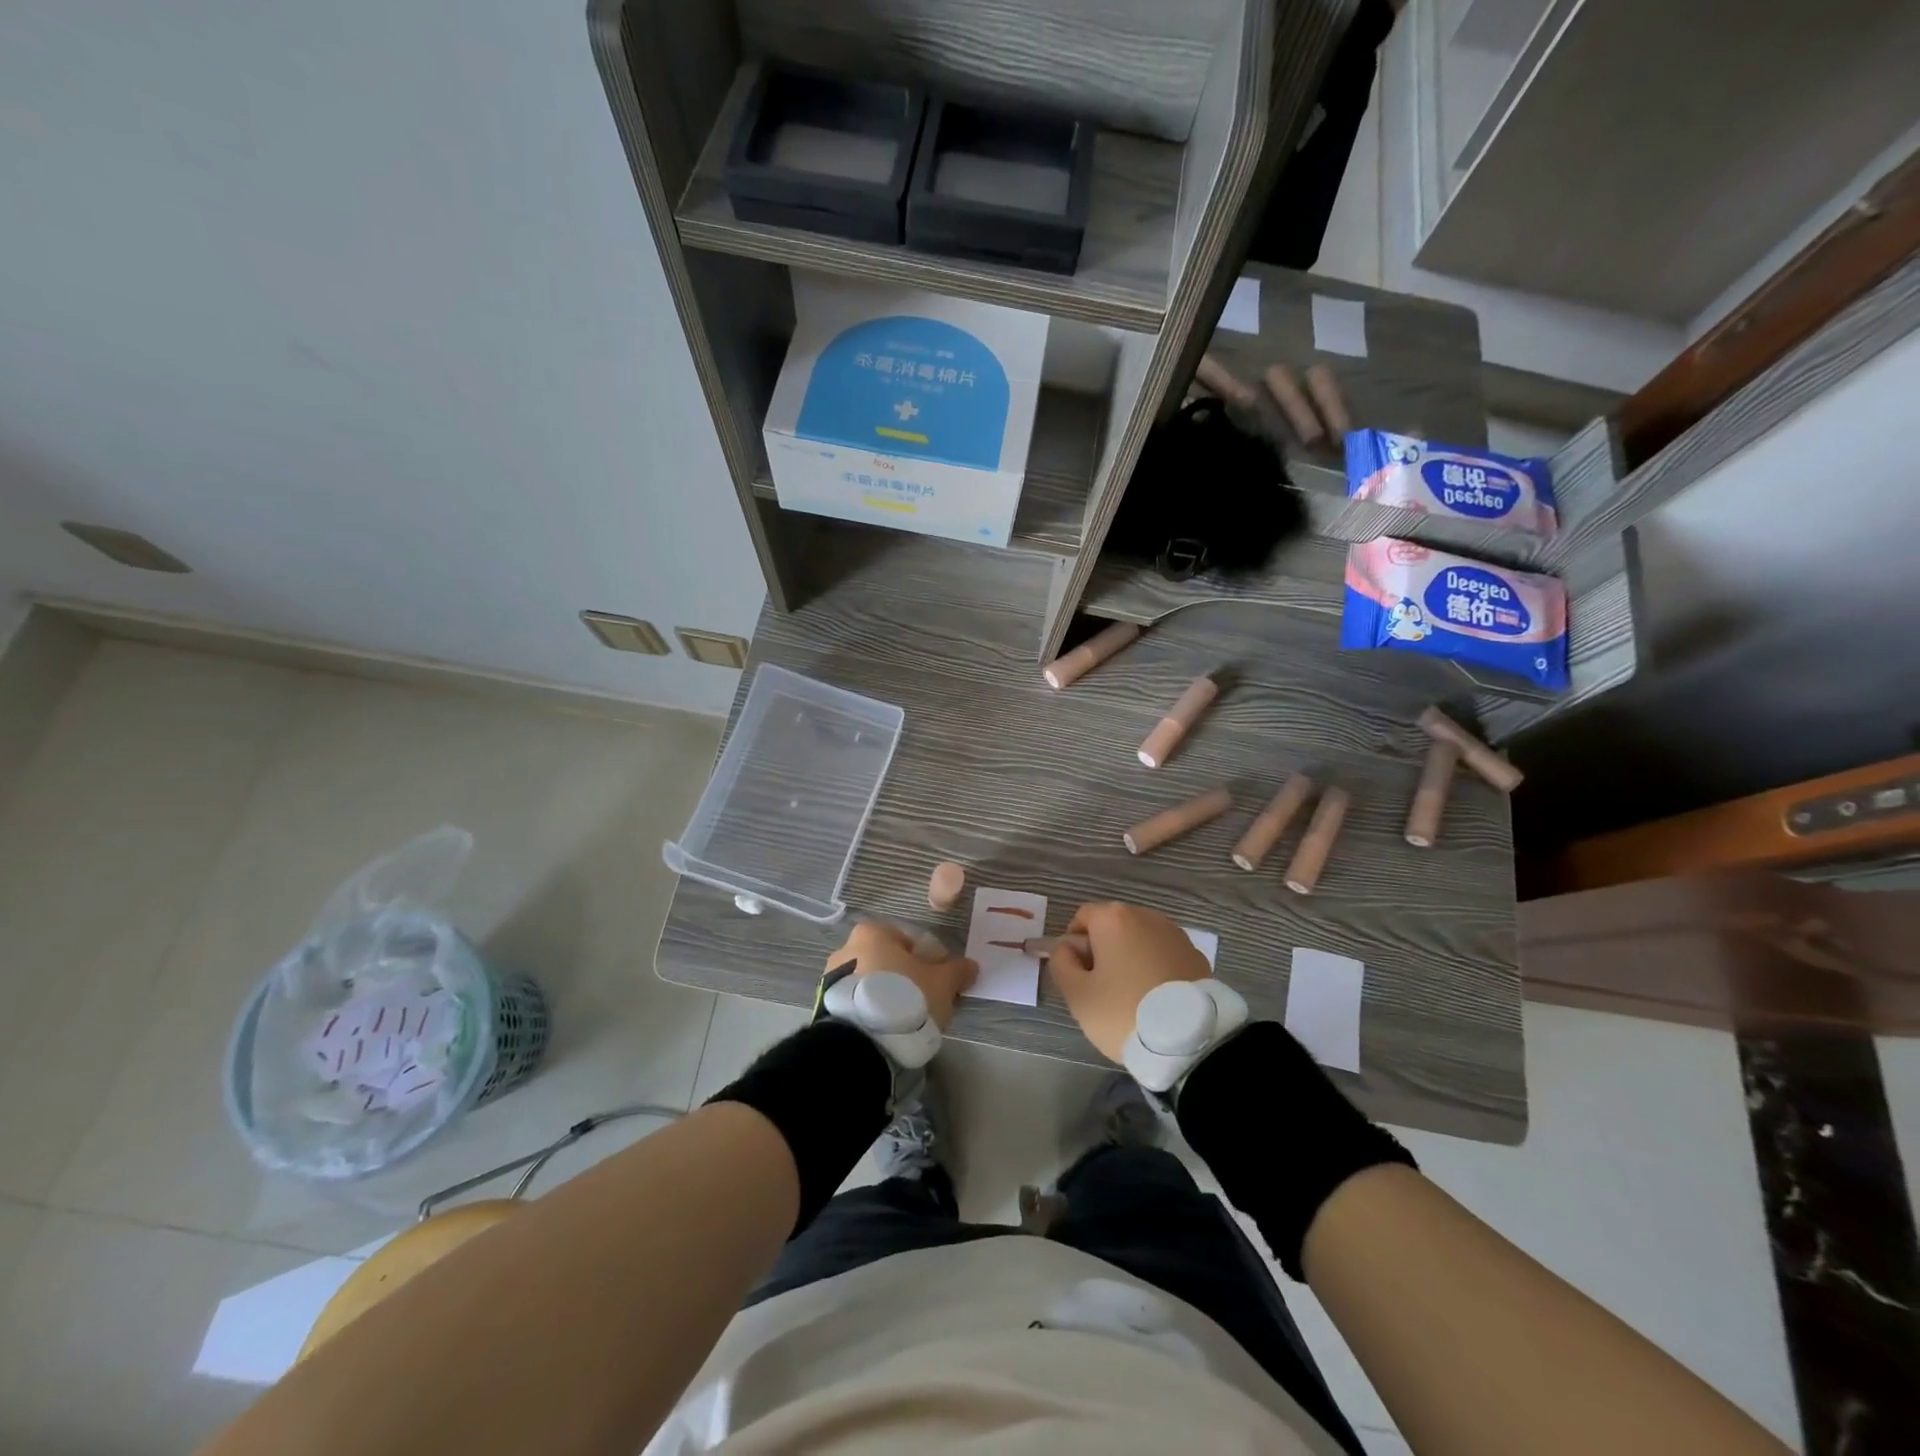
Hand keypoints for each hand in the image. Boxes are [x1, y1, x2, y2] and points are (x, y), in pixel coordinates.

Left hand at [826, 921, 976, 1029]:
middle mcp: (848, 947)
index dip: (933, 962)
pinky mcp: (825, 1005)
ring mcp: (832, 977)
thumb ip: (957, 971)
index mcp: (874, 932)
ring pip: (873, 982)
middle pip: (890, 961)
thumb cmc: (904, 999)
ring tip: (906, 1022)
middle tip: (926, 1003)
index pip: (912, 941)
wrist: (859, 1043)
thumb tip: (970, 965)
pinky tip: (886, 1029)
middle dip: (909, 979)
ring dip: (889, 995)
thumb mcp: (942, 984)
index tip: (942, 984)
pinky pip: (858, 1002)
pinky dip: (872, 1010)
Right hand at [1049, 902, 1211, 1061]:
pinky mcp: (1197, 956)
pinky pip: (1164, 955)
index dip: (1073, 943)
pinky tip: (1156, 999)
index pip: (1082, 917)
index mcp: (1114, 919)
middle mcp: (1146, 916)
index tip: (1077, 974)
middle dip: (1102, 950)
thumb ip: (1061, 963)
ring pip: (1140, 940)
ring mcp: (1176, 935)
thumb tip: (1067, 949)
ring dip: (1130, 958)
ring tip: (1131, 996)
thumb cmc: (1123, 1012)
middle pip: (1113, 926)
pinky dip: (1155, 968)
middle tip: (1101, 988)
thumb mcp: (1077, 994)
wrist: (1190, 1041)